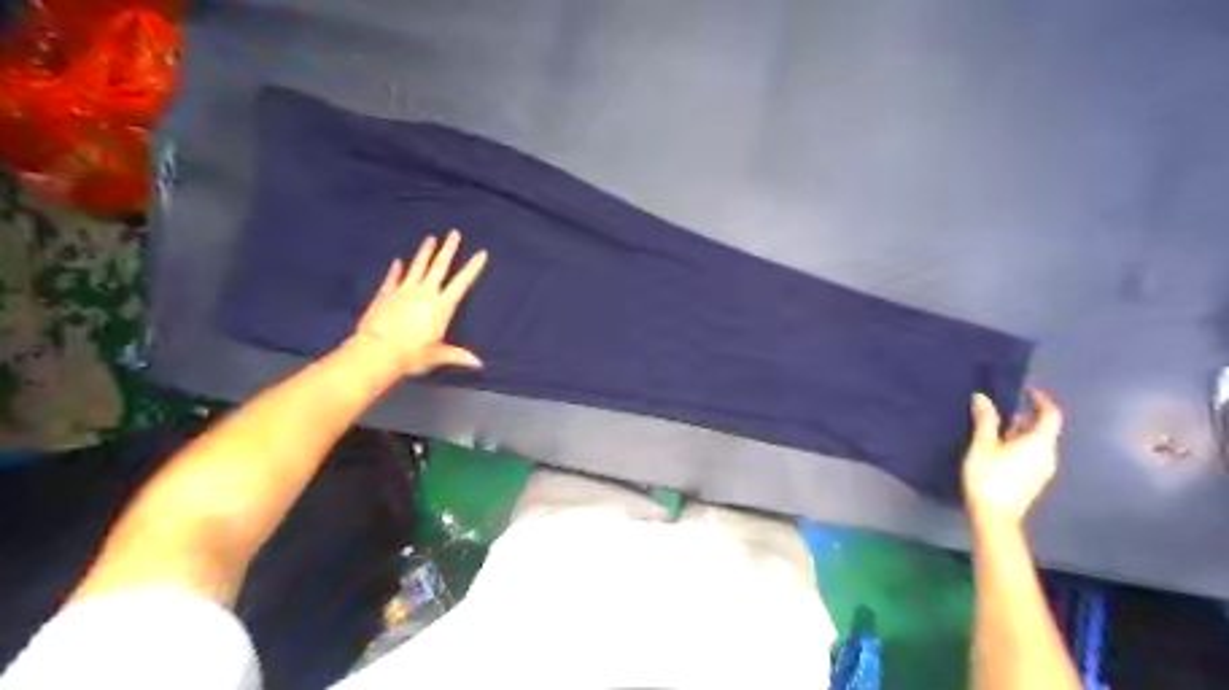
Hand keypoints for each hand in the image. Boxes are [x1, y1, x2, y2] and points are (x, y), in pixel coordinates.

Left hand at [347, 228, 486, 374]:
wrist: (378, 351)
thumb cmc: (412, 354)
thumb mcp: (439, 355)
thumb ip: (458, 356)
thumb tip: (479, 364)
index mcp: (441, 306)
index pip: (462, 283)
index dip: (473, 268)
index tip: (481, 253)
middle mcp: (425, 293)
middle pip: (439, 266)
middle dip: (448, 249)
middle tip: (454, 233)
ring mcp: (403, 291)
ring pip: (417, 266)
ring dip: (425, 252)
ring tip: (430, 238)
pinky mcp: (385, 294)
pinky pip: (393, 278)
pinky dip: (396, 269)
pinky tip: (398, 260)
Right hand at [960, 387, 1068, 523]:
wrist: (994, 516)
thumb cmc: (989, 476)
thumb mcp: (982, 445)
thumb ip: (985, 420)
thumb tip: (983, 397)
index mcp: (1039, 443)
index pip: (1050, 415)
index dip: (1040, 400)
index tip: (1025, 391)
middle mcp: (1048, 455)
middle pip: (1043, 429)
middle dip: (1024, 416)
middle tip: (999, 410)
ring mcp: (1043, 470)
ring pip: (1036, 443)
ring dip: (1019, 432)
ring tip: (993, 428)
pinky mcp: (1034, 480)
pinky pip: (1031, 454)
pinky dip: (1018, 445)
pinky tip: (997, 449)